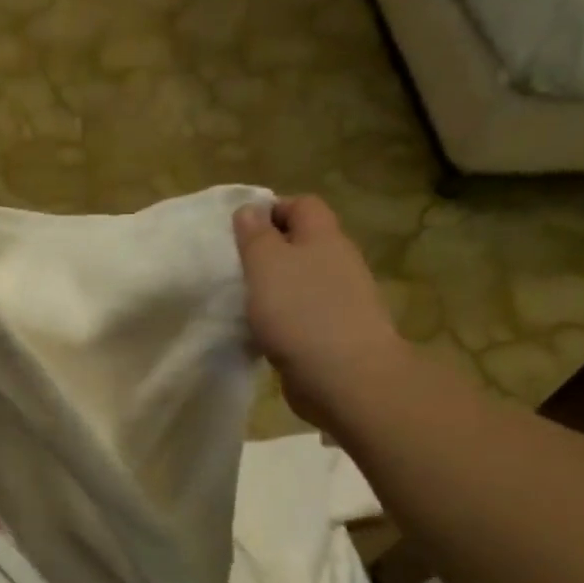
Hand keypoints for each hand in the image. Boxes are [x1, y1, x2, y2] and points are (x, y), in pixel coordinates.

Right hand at [232, 196, 408, 427]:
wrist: (344, 377)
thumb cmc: (300, 312)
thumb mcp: (266, 265)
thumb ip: (255, 236)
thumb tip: (251, 209)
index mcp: (324, 237)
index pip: (302, 205)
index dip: (271, 210)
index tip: (240, 232)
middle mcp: (338, 262)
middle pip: (304, 243)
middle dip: (271, 252)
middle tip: (238, 269)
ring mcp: (341, 300)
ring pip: (304, 281)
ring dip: (276, 289)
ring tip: (245, 304)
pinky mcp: (336, 334)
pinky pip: (305, 315)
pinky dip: (284, 320)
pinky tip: (264, 334)